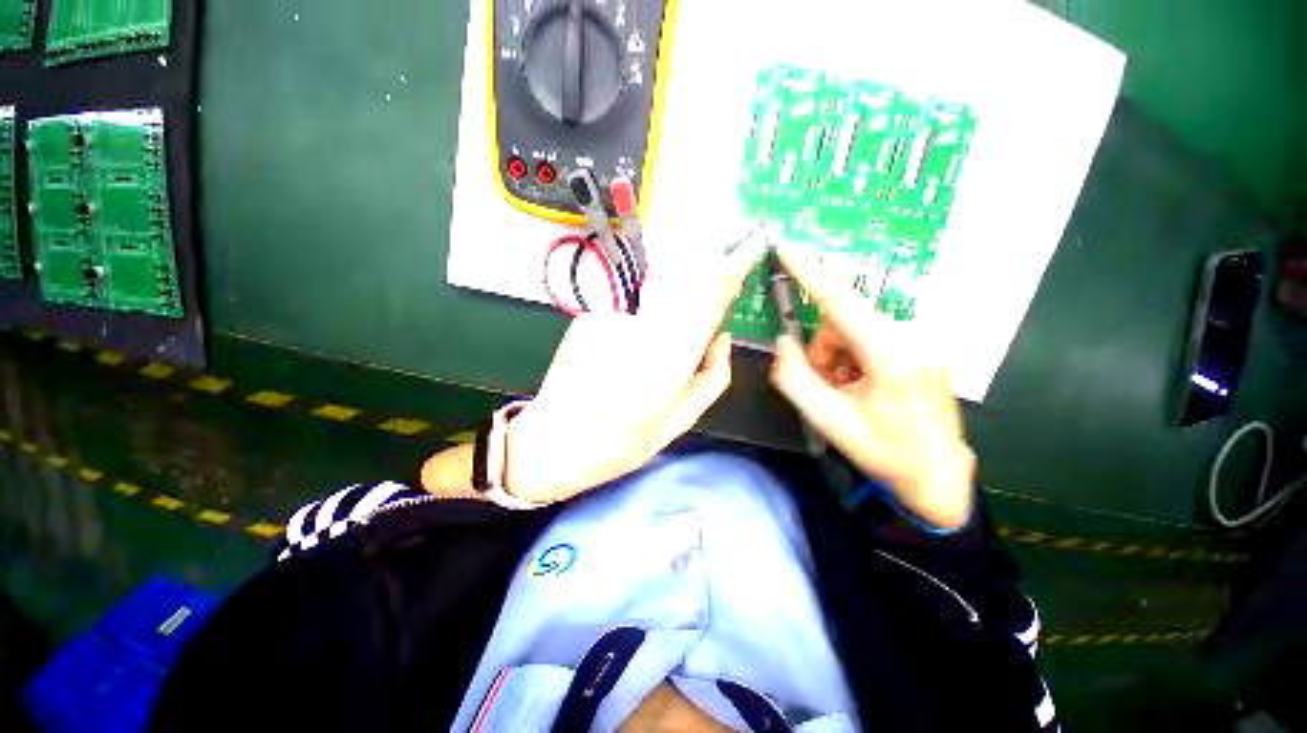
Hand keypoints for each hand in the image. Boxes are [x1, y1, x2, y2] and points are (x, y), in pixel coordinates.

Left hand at [503, 240, 760, 503]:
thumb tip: (722, 338)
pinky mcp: (593, 316)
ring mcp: (615, 318)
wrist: (556, 441)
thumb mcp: (680, 420)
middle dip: (706, 272)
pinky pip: (631, 297)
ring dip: (677, 283)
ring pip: (658, 284)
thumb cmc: (624, 441)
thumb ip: (711, 377)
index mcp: (673, 358)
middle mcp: (646, 328)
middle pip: (684, 282)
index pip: (708, 303)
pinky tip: (643, 321)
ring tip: (677, 307)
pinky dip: (647, 297)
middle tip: (718, 274)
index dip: (729, 275)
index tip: (744, 257)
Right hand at [769, 247, 975, 528]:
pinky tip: (861, 385)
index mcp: (891, 355)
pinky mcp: (921, 346)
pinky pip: (871, 337)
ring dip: (837, 356)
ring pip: (854, 329)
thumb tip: (782, 342)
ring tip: (845, 391)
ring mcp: (920, 340)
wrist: (938, 475)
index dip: (810, 274)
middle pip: (843, 321)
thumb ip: (795, 379)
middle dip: (823, 349)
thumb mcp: (829, 421)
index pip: (841, 303)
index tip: (786, 248)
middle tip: (826, 385)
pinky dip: (854, 357)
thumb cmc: (884, 451)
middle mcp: (910, 337)